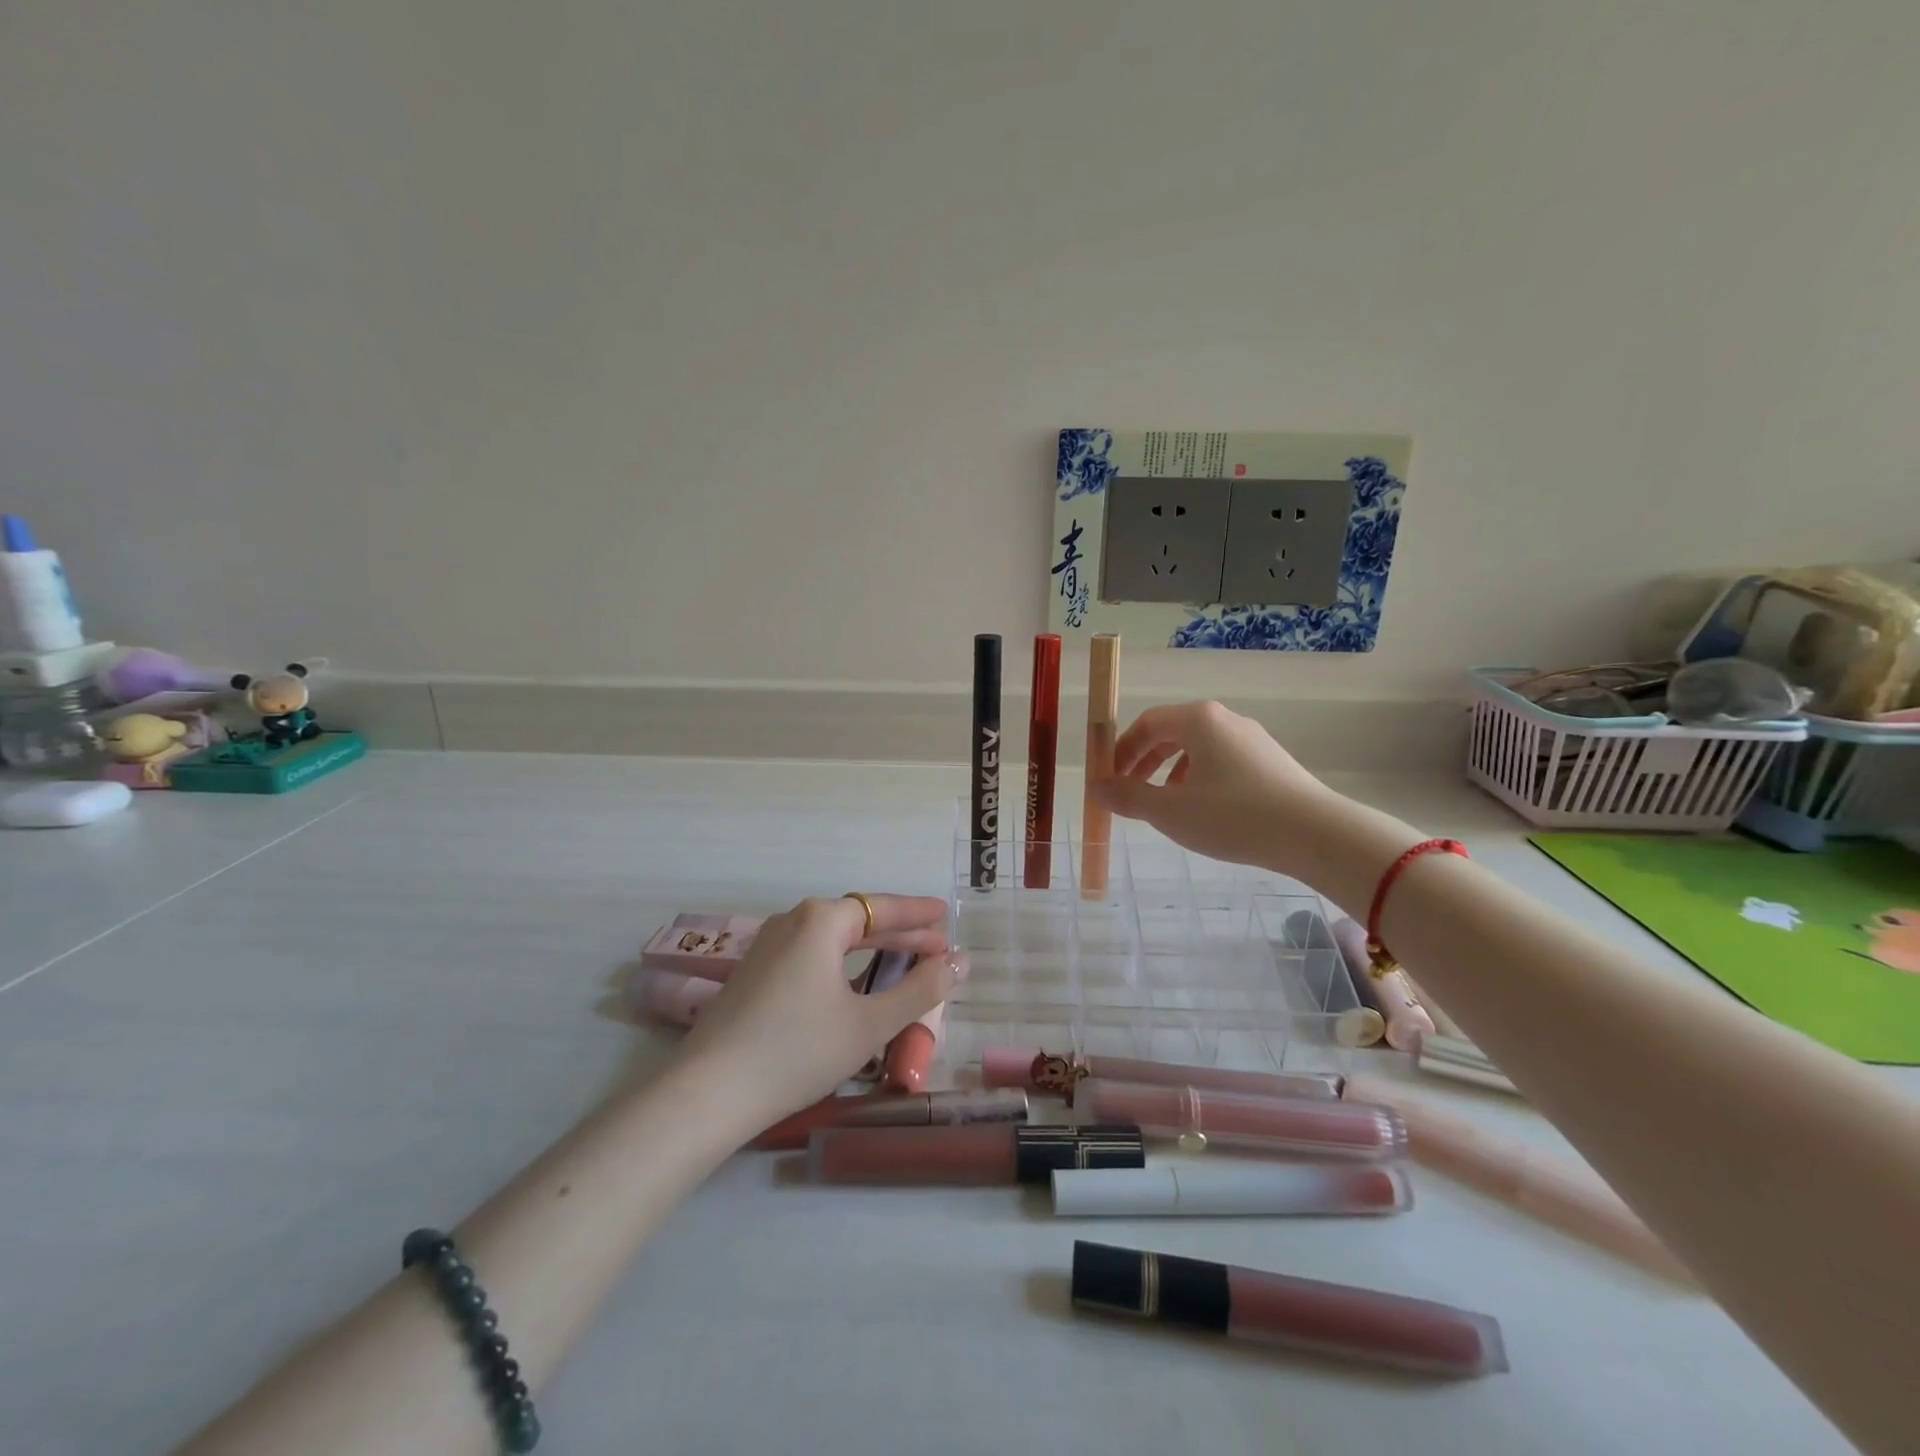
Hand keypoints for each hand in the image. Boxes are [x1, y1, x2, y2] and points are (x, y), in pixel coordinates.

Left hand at [675, 894, 962, 1123]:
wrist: (708, 1093)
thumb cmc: (797, 1051)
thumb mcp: (869, 1024)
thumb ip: (920, 990)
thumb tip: (959, 962)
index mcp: (821, 920)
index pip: (882, 907)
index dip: (918, 913)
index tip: (946, 916)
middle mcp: (793, 921)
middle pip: (858, 920)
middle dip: (899, 933)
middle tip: (936, 947)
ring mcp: (768, 945)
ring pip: (833, 938)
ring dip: (871, 949)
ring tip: (903, 962)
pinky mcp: (755, 972)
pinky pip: (811, 954)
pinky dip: (843, 962)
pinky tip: (854, 983)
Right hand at [1093, 701, 1336, 868]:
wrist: (1314, 834)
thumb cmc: (1233, 816)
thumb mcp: (1169, 811)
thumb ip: (1128, 797)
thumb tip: (1096, 788)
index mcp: (1198, 720)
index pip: (1147, 722)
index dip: (1121, 748)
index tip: (1109, 777)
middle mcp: (1225, 719)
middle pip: (1172, 732)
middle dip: (1145, 761)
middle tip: (1130, 790)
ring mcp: (1253, 739)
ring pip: (1199, 748)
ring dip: (1172, 772)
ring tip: (1166, 804)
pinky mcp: (1272, 761)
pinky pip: (1223, 761)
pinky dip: (1200, 779)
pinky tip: (1205, 811)